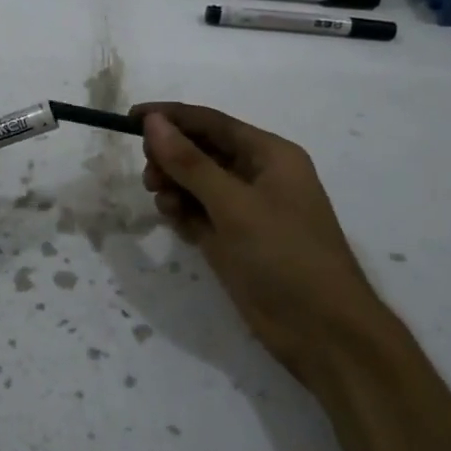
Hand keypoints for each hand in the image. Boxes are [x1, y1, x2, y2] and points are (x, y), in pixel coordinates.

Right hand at [135, 101, 386, 370]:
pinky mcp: (233, 240)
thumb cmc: (284, 256)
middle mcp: (257, 176)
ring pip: (196, 183)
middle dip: (171, 157)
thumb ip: (190, 163)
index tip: (129, 119)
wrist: (322, 332)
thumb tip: (153, 122)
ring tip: (162, 201)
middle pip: (201, 151)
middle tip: (149, 175)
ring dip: (174, 186)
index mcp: (269, 155)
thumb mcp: (234, 205)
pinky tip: (173, 220)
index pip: (211, 122)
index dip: (170, 117)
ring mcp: (245, 210)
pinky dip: (182, 212)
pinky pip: (198, 213)